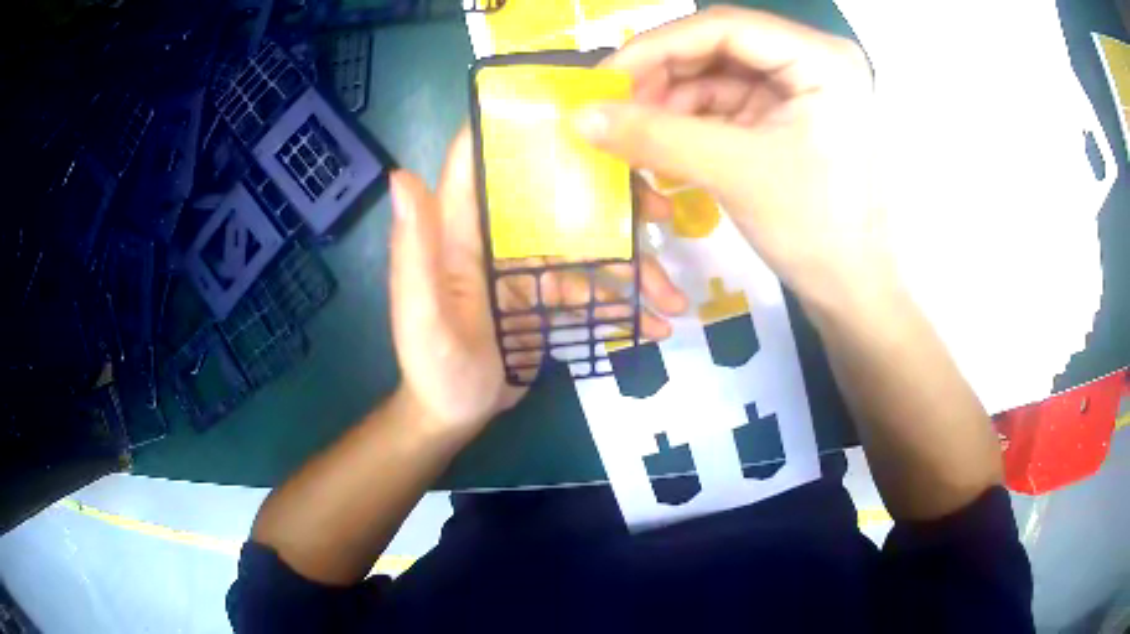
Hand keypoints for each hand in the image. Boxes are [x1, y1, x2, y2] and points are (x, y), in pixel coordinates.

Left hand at [388, 128, 685, 442]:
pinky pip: (592, 288)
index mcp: (461, 225)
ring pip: (587, 245)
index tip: (579, 108)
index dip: (521, 124)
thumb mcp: (420, 311)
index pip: (483, 157)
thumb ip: (413, 247)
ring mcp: (527, 264)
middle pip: (557, 195)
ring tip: (673, 297)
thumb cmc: (431, 364)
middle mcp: (497, 234)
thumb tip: (400, 174)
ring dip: (632, 266)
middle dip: (612, 198)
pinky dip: (624, 303)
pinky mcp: (547, 294)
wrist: (452, 413)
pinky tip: (654, 323)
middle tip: (661, 213)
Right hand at [573, 6, 891, 311]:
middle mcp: (812, 60)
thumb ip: (655, 136)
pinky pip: (725, 102)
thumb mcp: (736, 173)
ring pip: (716, 74)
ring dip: (670, 100)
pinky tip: (657, 139)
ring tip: (629, 130)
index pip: (725, 27)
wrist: (850, 289)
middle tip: (610, 107)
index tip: (604, 79)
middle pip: (718, 46)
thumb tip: (578, 117)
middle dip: (661, 75)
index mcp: (822, 59)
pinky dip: (688, 119)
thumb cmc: (815, 230)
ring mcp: (799, 87)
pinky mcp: (785, 114)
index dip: (657, 47)